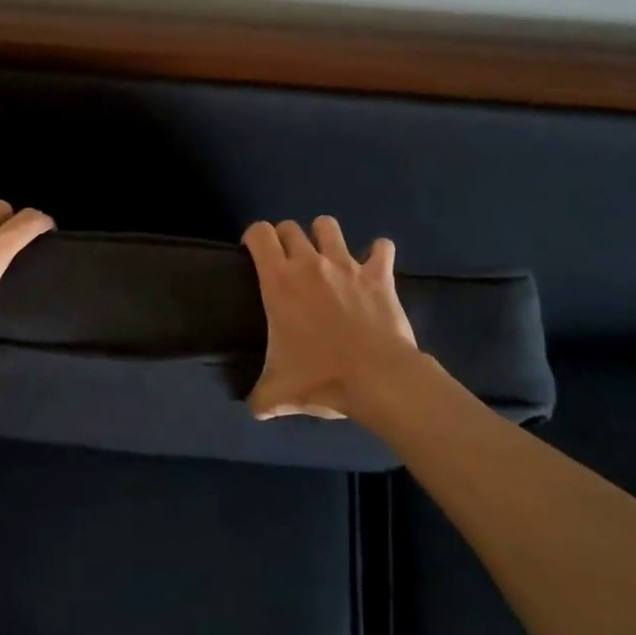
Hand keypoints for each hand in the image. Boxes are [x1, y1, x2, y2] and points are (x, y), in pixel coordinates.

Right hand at [242, 216, 422, 420]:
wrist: (377, 379)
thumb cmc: (321, 378)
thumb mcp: (279, 394)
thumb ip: (260, 397)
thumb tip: (253, 408)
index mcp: (280, 281)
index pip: (259, 234)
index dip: (253, 237)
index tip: (253, 253)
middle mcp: (310, 263)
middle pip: (290, 227)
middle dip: (285, 238)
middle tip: (288, 263)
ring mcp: (346, 265)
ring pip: (329, 226)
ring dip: (324, 236)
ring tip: (326, 256)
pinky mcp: (379, 275)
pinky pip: (382, 248)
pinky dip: (378, 253)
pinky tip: (374, 265)